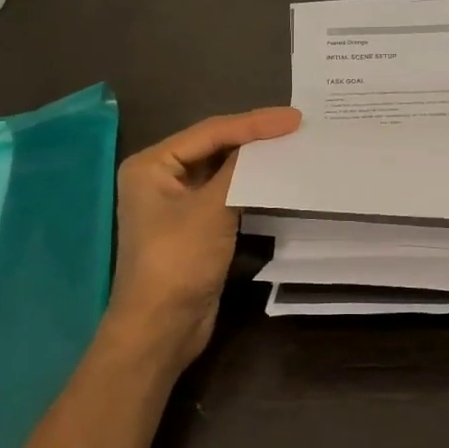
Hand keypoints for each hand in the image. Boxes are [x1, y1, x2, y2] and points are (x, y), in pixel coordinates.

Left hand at [105, 106, 301, 368]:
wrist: (161, 329)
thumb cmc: (178, 261)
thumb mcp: (211, 208)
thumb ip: (240, 169)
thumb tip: (269, 141)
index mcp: (152, 164)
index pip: (210, 132)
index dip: (253, 124)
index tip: (293, 119)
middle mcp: (160, 178)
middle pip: (214, 148)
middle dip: (254, 139)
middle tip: (296, 129)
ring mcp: (177, 204)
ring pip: (222, 172)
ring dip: (254, 163)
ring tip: (293, 148)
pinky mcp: (194, 228)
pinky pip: (226, 196)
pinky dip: (250, 187)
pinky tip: (277, 181)